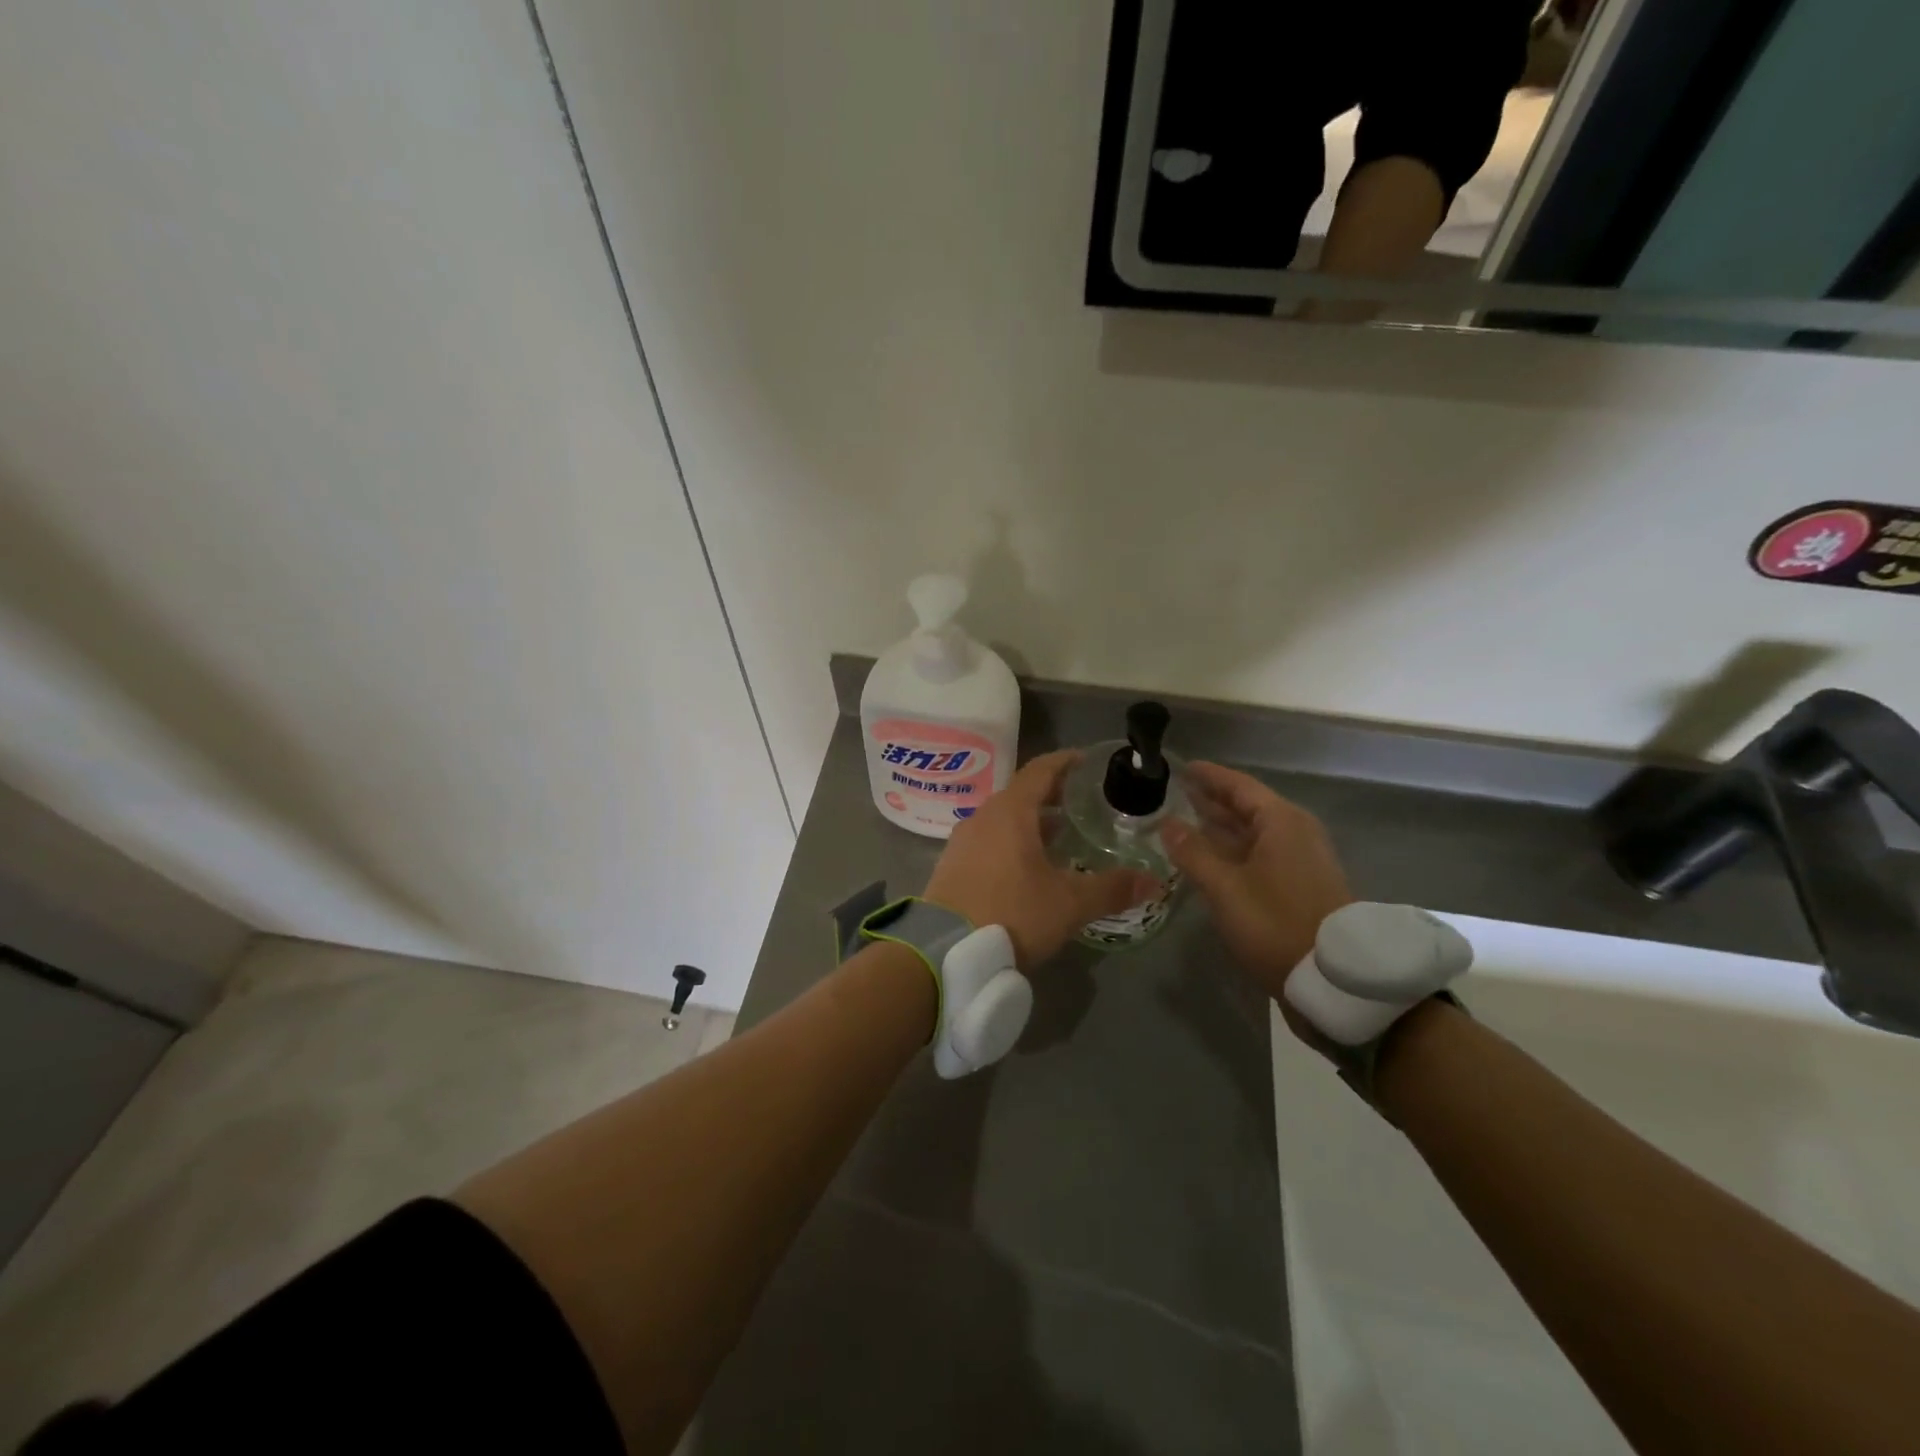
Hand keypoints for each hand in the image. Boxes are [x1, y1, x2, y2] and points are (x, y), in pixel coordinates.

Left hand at [926, 750, 1158, 967]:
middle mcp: (983, 817)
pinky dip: (1012, 842)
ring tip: (1061, 837)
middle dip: (1052, 795)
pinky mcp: (951, 867)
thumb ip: (1112, 888)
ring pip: (1003, 820)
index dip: (1065, 762)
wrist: (944, 952)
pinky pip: (988, 841)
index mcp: (1010, 812)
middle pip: (1021, 794)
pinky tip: (1029, 868)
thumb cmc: (1012, 913)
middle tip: (1083, 803)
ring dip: (1031, 822)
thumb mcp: (1069, 903)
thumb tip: (1154, 881)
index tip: (1087, 761)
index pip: (1040, 770)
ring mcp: (962, 842)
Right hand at [1160, 762, 1352, 1000]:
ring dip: (1220, 827)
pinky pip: (1259, 853)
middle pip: (1247, 806)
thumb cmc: (1275, 922)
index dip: (1209, 776)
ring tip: (1184, 821)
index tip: (1181, 767)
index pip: (1238, 786)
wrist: (1334, 978)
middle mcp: (1294, 832)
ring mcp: (1300, 859)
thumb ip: (1193, 852)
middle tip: (1175, 793)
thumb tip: (1167, 824)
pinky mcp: (1300, 884)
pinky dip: (1232, 849)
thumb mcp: (1225, 887)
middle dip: (1211, 800)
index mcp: (1280, 822)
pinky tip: (1209, 858)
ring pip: (1252, 832)